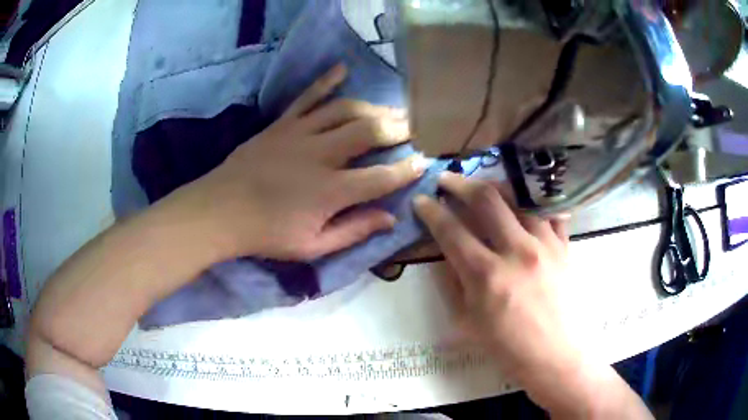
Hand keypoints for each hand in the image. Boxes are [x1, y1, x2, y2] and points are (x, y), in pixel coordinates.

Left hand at [170, 65, 426, 260]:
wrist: (219, 210)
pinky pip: (307, 97)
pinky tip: (342, 69)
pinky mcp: (281, 124)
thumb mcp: (312, 246)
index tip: (423, 162)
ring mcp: (299, 134)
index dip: (407, 170)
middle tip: (415, 127)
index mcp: (329, 191)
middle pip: (368, 131)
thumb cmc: (266, 234)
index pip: (381, 177)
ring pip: (344, 110)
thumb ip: (353, 231)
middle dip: (397, 127)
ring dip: (373, 106)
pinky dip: (326, 82)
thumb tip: (390, 218)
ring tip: (392, 108)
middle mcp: (319, 155)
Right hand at [414, 172, 570, 377]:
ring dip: (498, 187)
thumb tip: (447, 256)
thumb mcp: (469, 324)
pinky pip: (552, 214)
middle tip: (447, 179)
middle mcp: (517, 251)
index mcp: (487, 275)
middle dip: (460, 183)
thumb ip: (455, 285)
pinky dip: (538, 205)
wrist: (557, 358)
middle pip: (487, 199)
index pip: (451, 231)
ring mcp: (545, 246)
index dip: (431, 211)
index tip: (422, 200)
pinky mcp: (564, 248)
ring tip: (485, 187)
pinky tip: (529, 205)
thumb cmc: (509, 349)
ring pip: (521, 198)